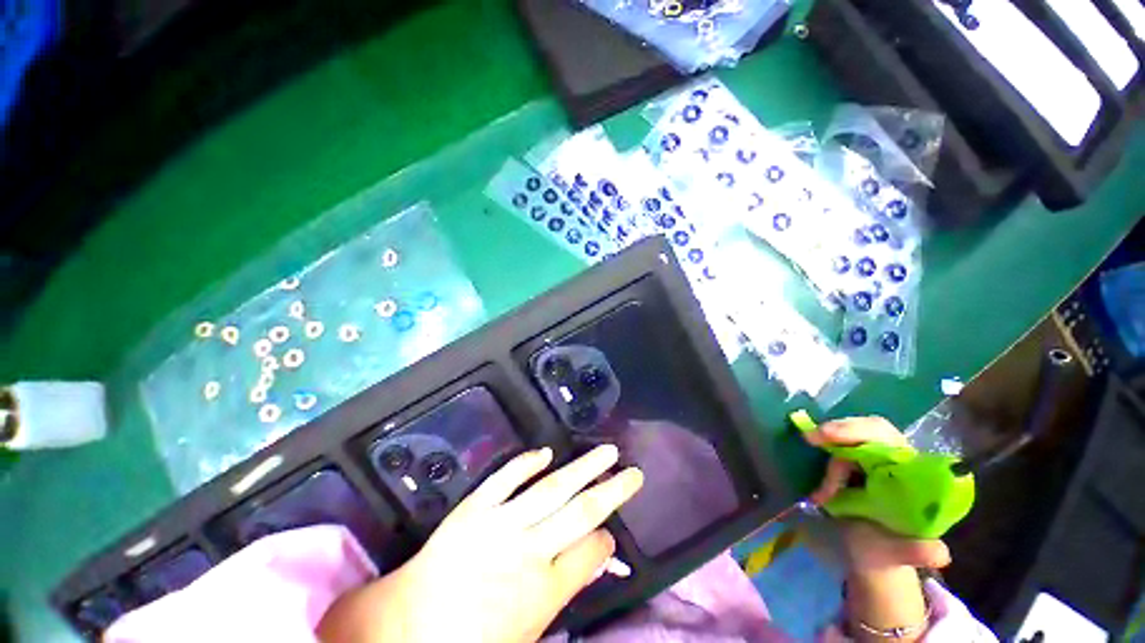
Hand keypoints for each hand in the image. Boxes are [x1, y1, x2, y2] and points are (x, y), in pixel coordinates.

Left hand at [318, 445, 643, 642]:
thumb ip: (561, 591)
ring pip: (552, 488)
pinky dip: (526, 463)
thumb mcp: (527, 633)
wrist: (405, 630)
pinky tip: (545, 452)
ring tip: (606, 451)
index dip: (607, 539)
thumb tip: (591, 557)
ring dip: (583, 468)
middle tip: (633, 471)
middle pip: (583, 512)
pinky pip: (505, 479)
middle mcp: (529, 551)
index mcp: (544, 590)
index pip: (591, 551)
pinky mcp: (474, 509)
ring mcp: (500, 524)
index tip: (612, 532)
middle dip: (613, 490)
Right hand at [803, 417, 946, 641]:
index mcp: (911, 478)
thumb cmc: (888, 554)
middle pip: (867, 429)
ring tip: (825, 492)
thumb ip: (917, 551)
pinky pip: (834, 449)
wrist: (871, 555)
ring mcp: (869, 463)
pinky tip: (818, 474)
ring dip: (829, 454)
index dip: (857, 431)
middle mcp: (893, 464)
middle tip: (813, 443)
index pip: (889, 437)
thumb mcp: (900, 554)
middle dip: (840, 433)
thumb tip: (939, 553)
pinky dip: (822, 453)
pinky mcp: (850, 467)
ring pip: (846, 439)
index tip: (824, 437)